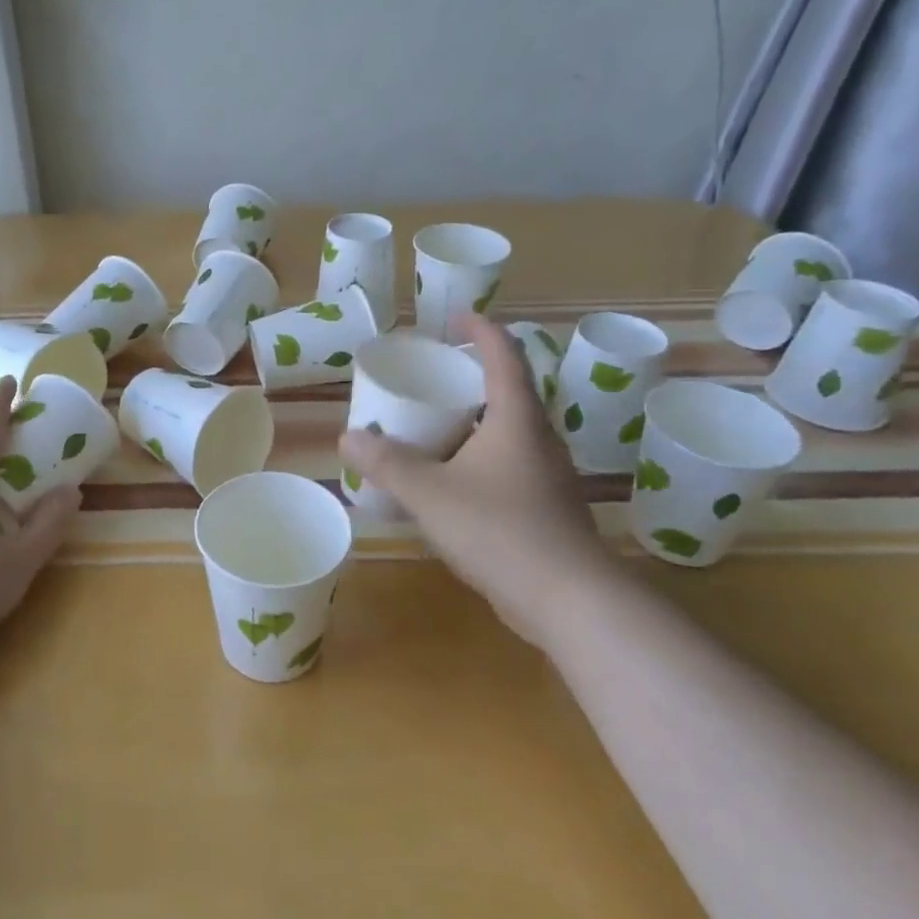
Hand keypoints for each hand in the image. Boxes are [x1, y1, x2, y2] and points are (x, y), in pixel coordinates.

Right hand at [339, 314, 616, 641]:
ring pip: (504, 432)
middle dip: (467, 378)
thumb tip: (348, 437)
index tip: (454, 318)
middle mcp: (537, 438)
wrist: (570, 600)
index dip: (481, 329)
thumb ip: (387, 464)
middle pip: (505, 391)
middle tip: (428, 378)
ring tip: (429, 427)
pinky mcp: (544, 507)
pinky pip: (505, 465)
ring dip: (470, 422)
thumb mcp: (431, 493)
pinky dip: (475, 458)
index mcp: (516, 418)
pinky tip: (448, 482)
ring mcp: (545, 475)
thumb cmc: (501, 530)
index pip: (504, 355)